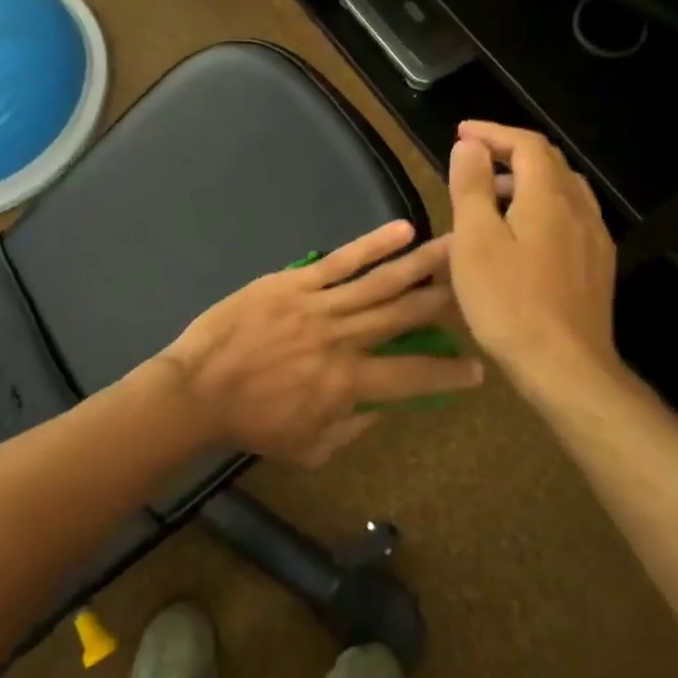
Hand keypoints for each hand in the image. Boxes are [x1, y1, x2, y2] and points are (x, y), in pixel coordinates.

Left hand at [160, 220, 483, 466]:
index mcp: (348, 385)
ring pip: (380, 283)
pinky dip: (373, 246)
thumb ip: (351, 427)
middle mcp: (343, 340)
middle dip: (446, 300)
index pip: (412, 377)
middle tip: (479, 284)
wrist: (197, 390)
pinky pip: (340, 262)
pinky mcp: (293, 283)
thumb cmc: (251, 423)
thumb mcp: (308, 447)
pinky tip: (402, 231)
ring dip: (421, 265)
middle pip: (404, 316)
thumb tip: (382, 407)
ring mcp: (319, 306)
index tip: (478, 367)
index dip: (448, 373)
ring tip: (455, 248)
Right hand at [447, 120, 623, 402]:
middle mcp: (579, 209)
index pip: (526, 144)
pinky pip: (570, 217)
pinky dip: (542, 207)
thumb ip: (472, 187)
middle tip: (473, 160)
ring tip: (491, 197)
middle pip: (549, 163)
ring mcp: (593, 239)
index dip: (493, 132)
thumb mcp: (475, 240)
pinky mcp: (596, 266)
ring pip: (563, 190)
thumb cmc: (508, 301)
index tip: (461, 134)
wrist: (565, 366)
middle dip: (510, 151)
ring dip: (527, 180)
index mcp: (548, 197)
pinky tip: (523, 235)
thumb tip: (471, 146)